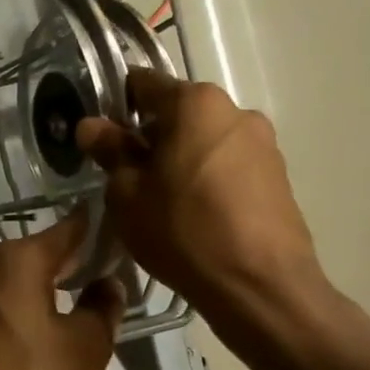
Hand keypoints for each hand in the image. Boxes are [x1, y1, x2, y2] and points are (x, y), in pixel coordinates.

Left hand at [0, 212, 124, 369]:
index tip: (125, 230)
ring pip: (23, 280)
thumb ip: (102, 307)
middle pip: (43, 254)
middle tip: (116, 273)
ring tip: (90, 303)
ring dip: (53, 287)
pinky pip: (6, 304)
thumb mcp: (85, 346)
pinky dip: (30, 308)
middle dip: (78, 261)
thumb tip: (107, 283)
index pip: (69, 228)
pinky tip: (51, 329)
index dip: (99, 227)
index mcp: (18, 260)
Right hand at [76, 70, 327, 325]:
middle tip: (125, 176)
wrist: (259, 285)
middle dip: (148, 135)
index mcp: (194, 103)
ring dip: (178, 157)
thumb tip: (91, 126)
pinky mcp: (278, 174)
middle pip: (176, 112)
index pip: (141, 83)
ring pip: (202, 139)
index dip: (113, 106)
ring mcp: (262, 142)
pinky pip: (227, 163)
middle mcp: (234, 110)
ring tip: (160, 200)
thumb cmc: (182, 230)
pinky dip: (205, 177)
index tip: (100, 138)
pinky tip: (194, 214)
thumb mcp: (127, 193)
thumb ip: (110, 151)